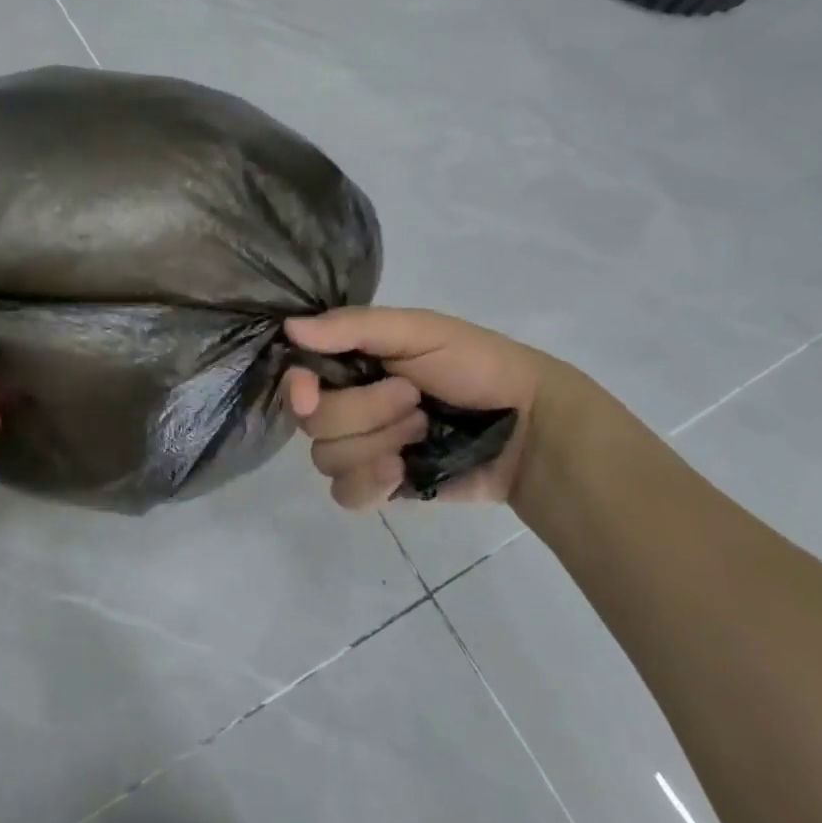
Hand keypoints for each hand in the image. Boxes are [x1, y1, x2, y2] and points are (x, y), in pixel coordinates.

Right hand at [283, 306, 565, 510]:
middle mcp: (347, 403)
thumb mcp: (419, 330)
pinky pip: (344, 494)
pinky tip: (400, 473)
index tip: (312, 393)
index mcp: (351, 362)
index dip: (298, 389)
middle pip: (313, 423)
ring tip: (422, 431)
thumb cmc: (476, 366)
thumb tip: (289, 329)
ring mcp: (362, 447)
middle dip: (364, 412)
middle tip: (412, 399)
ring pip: (326, 458)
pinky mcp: (381, 486)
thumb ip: (354, 328)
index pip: (296, 378)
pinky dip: (369, 483)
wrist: (532, 428)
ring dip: (377, 444)